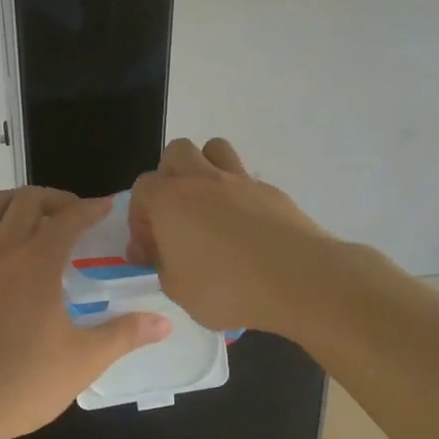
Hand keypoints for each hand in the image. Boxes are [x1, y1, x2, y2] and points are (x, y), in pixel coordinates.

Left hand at [0, 187, 171, 438]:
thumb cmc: (23, 383)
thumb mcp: (84, 360)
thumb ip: (125, 335)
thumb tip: (164, 322)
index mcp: (38, 262)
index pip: (69, 217)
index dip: (91, 207)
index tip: (106, 208)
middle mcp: (2, 251)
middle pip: (27, 201)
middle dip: (54, 198)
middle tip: (72, 215)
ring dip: (12, 201)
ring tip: (30, 216)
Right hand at [128, 138, 332, 335]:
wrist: (297, 279)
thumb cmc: (227, 288)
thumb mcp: (178, 290)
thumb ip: (161, 265)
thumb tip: (156, 251)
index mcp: (169, 200)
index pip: (142, 189)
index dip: (141, 217)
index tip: (151, 247)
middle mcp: (201, 179)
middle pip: (177, 152)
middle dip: (170, 177)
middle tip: (177, 215)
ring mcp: (239, 180)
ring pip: (214, 149)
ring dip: (206, 169)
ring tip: (210, 206)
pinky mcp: (271, 191)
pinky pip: (246, 179)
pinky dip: (239, 195)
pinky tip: (246, 228)